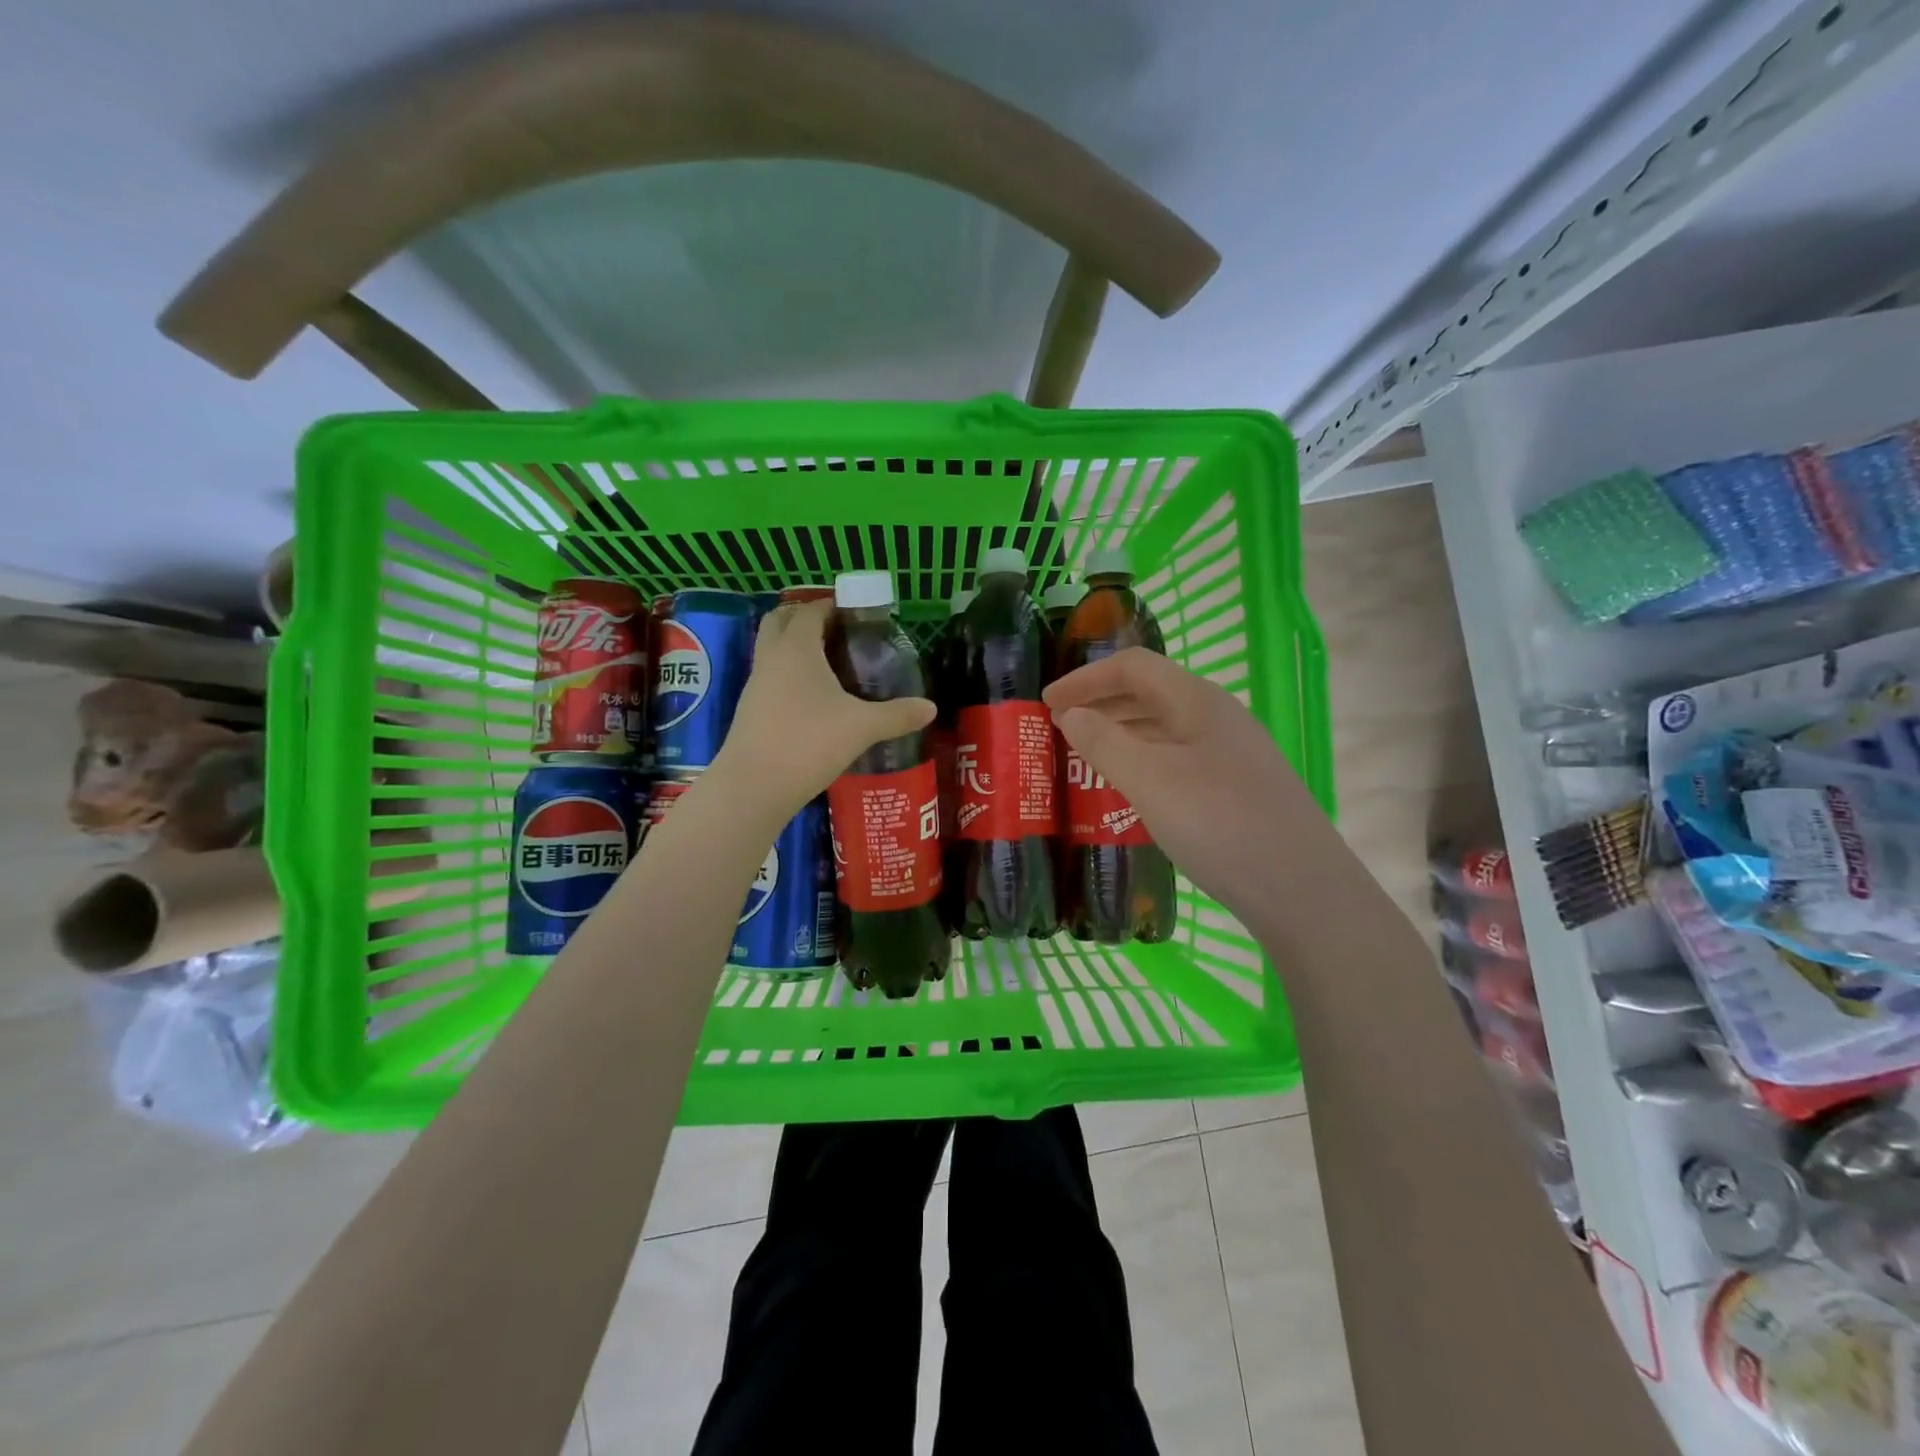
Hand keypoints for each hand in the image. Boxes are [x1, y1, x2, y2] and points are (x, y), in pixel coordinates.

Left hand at [715, 600, 934, 822]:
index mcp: (796, 648)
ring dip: (796, 648)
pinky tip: (814, 699)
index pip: (811, 610)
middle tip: (840, 633)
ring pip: (772, 651)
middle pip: (781, 621)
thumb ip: (897, 714)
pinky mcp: (750, 710)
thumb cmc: (809, 742)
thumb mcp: (862, 727)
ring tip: (832, 665)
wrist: (754, 787)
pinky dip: (790, 676)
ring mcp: (755, 685)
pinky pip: (771, 678)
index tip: (858, 613)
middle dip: (807, 619)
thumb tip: (930, 708)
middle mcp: (771, 658)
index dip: (833, 606)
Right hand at [1044, 648, 1319, 921]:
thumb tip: (1071, 714)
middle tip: (1059, 728)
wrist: (1303, 890)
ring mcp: (1232, 752)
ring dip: (1121, 731)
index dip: (1085, 678)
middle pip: (1150, 691)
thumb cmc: (1220, 825)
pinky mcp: (1238, 786)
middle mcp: (1218, 717)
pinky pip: (1178, 756)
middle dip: (1100, 703)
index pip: (1132, 667)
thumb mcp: (1150, 781)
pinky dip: (1143, 759)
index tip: (1046, 703)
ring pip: (1164, 726)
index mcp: (1197, 701)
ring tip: (1086, 755)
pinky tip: (1131, 788)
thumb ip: (1104, 742)